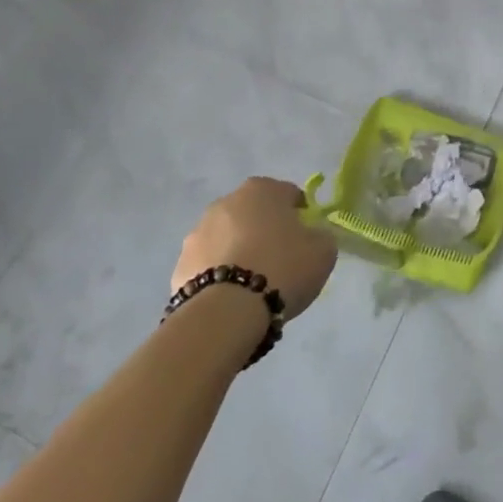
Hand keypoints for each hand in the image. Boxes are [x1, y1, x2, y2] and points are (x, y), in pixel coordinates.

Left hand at [173, 177, 336, 318]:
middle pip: (254, 214)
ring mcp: (197, 233)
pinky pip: (208, 265)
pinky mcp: (179, 265)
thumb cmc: (282, 268)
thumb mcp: (323, 251)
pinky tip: (231, 298)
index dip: (301, 216)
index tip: (306, 240)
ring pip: (228, 238)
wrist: (226, 312)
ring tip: (253, 286)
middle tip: (280, 261)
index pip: (289, 194)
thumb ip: (320, 236)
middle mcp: (226, 202)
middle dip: (265, 231)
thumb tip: (311, 236)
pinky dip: (219, 275)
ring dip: (239, 251)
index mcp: (262, 189)